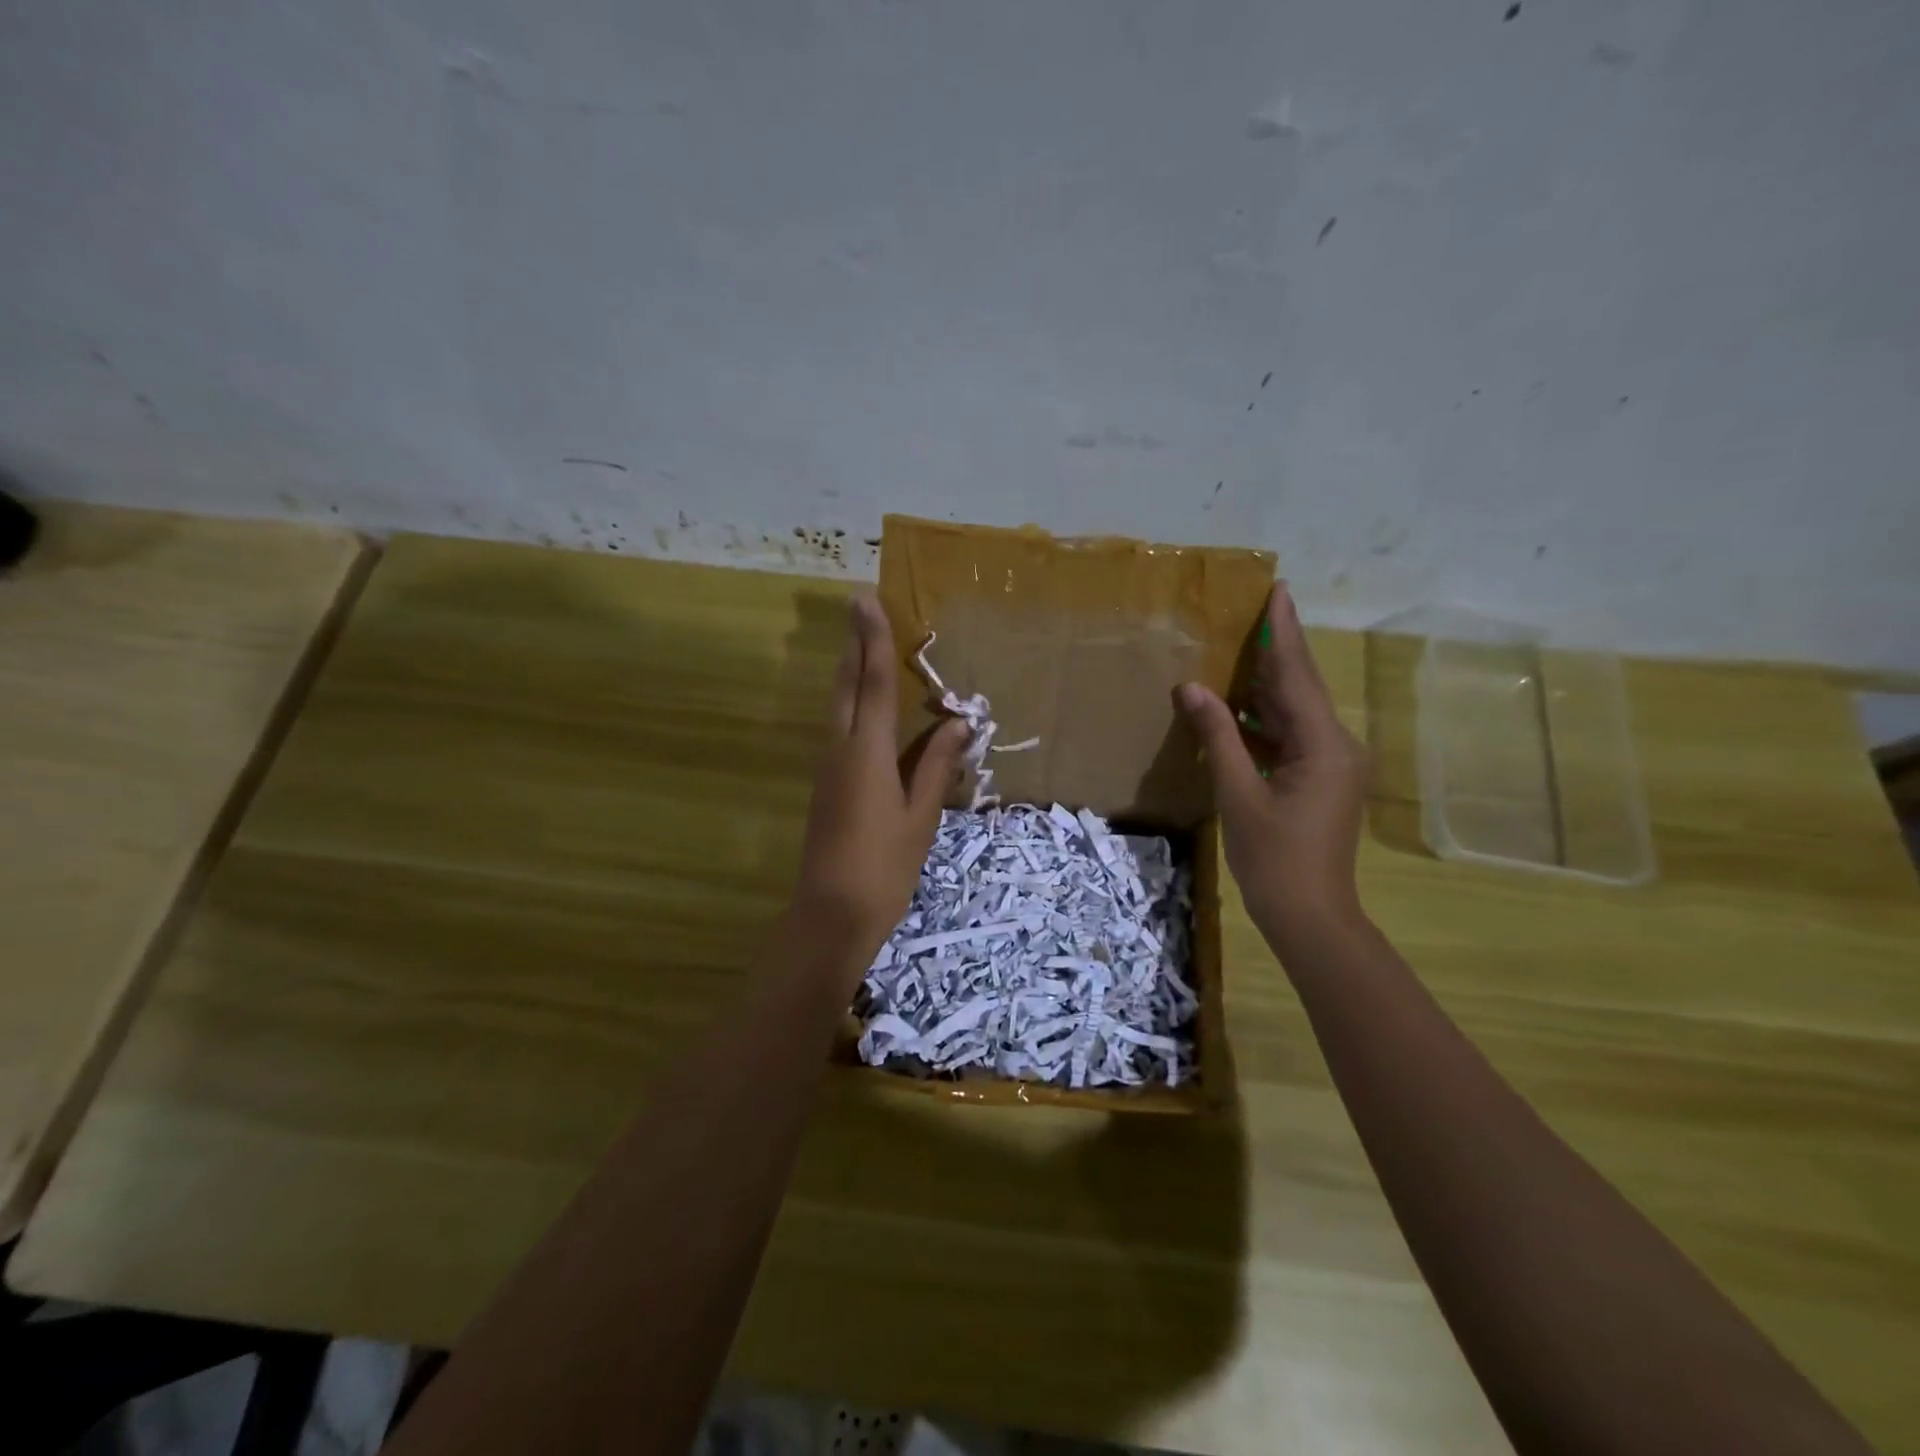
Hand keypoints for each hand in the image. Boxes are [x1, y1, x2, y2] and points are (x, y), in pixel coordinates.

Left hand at [791, 596, 969, 980]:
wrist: (831, 912)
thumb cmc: (885, 865)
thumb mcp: (921, 815)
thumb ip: (937, 765)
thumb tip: (960, 723)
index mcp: (867, 752)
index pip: (873, 683)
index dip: (873, 640)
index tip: (865, 600)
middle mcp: (840, 748)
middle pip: (846, 686)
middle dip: (853, 645)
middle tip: (860, 609)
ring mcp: (827, 766)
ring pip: (837, 706)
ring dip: (850, 672)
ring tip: (865, 646)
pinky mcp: (826, 784)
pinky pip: (839, 728)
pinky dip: (851, 704)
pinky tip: (865, 707)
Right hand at [1178, 585, 1369, 941]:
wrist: (1310, 915)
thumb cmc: (1274, 858)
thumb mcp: (1238, 795)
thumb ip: (1218, 736)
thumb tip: (1192, 688)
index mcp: (1324, 746)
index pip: (1297, 676)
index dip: (1284, 632)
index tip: (1278, 590)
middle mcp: (1337, 745)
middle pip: (1299, 688)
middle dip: (1275, 650)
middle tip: (1252, 609)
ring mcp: (1331, 764)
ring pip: (1294, 712)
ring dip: (1265, 685)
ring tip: (1237, 648)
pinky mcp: (1320, 779)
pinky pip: (1290, 736)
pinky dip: (1263, 719)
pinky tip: (1235, 706)